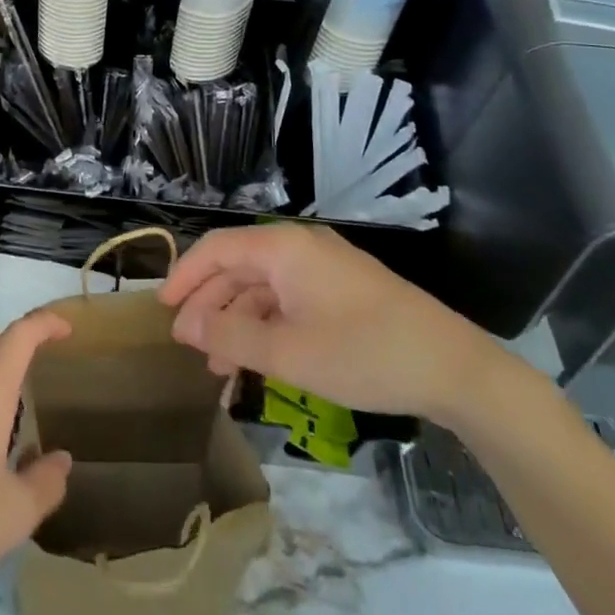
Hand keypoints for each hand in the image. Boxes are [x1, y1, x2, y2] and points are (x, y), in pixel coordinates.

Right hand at [160, 223, 507, 421]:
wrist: (452, 367)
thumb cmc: (364, 353)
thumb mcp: (290, 352)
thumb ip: (232, 337)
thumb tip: (186, 326)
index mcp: (283, 247)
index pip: (217, 248)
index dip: (185, 276)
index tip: (162, 310)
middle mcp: (298, 246)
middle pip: (237, 266)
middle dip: (209, 304)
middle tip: (187, 346)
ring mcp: (321, 267)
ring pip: (261, 286)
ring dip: (236, 321)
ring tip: (217, 367)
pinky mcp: (338, 289)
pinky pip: (286, 299)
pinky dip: (265, 325)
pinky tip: (256, 360)